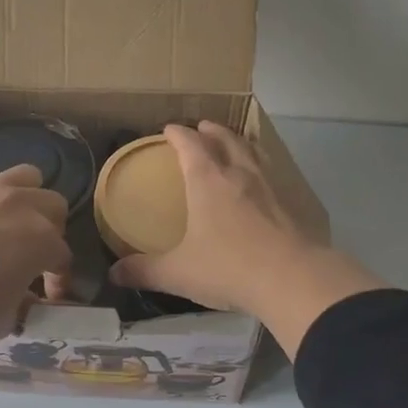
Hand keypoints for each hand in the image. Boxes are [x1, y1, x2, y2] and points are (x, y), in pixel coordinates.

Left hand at [0, 161, 71, 364]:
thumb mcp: (5, 320)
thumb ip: (22, 303)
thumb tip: (22, 297)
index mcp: (42, 241)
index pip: (62, 256)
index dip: (58, 276)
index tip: (49, 293)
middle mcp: (22, 206)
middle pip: (54, 205)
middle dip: (49, 227)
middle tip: (31, 249)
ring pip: (25, 174)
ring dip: (24, 195)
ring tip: (9, 216)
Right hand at [109, 122, 387, 354]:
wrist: (293, 279)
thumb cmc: (229, 267)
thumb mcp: (179, 272)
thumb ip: (145, 271)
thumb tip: (114, 274)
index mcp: (207, 181)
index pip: (189, 145)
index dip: (177, 134)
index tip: (169, 130)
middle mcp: (239, 174)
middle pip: (225, 140)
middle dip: (211, 131)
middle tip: (203, 127)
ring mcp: (270, 187)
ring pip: (253, 152)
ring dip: (240, 143)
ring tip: (235, 143)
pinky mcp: (292, 204)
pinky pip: (274, 174)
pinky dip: (263, 168)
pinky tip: (264, 182)